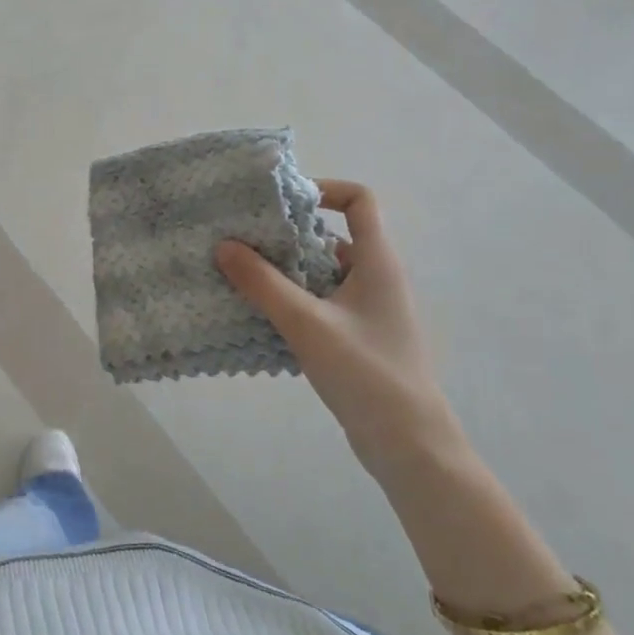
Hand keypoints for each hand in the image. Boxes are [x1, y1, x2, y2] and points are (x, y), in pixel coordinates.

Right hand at [215, 181, 466, 476]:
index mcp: (377, 262)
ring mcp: (367, 310)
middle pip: (330, 237)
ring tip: (239, 276)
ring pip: (320, 274)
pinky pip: (318, 304)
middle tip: (242, 240)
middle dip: (286, 236)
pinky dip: (290, 302)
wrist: (409, 444)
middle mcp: (375, 278)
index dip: (323, 189)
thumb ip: (263, 284)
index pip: (359, 200)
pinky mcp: (356, 338)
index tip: (280, 203)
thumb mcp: (308, 324)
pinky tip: (258, 316)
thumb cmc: (366, 373)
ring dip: (283, 272)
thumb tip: (224, 245)